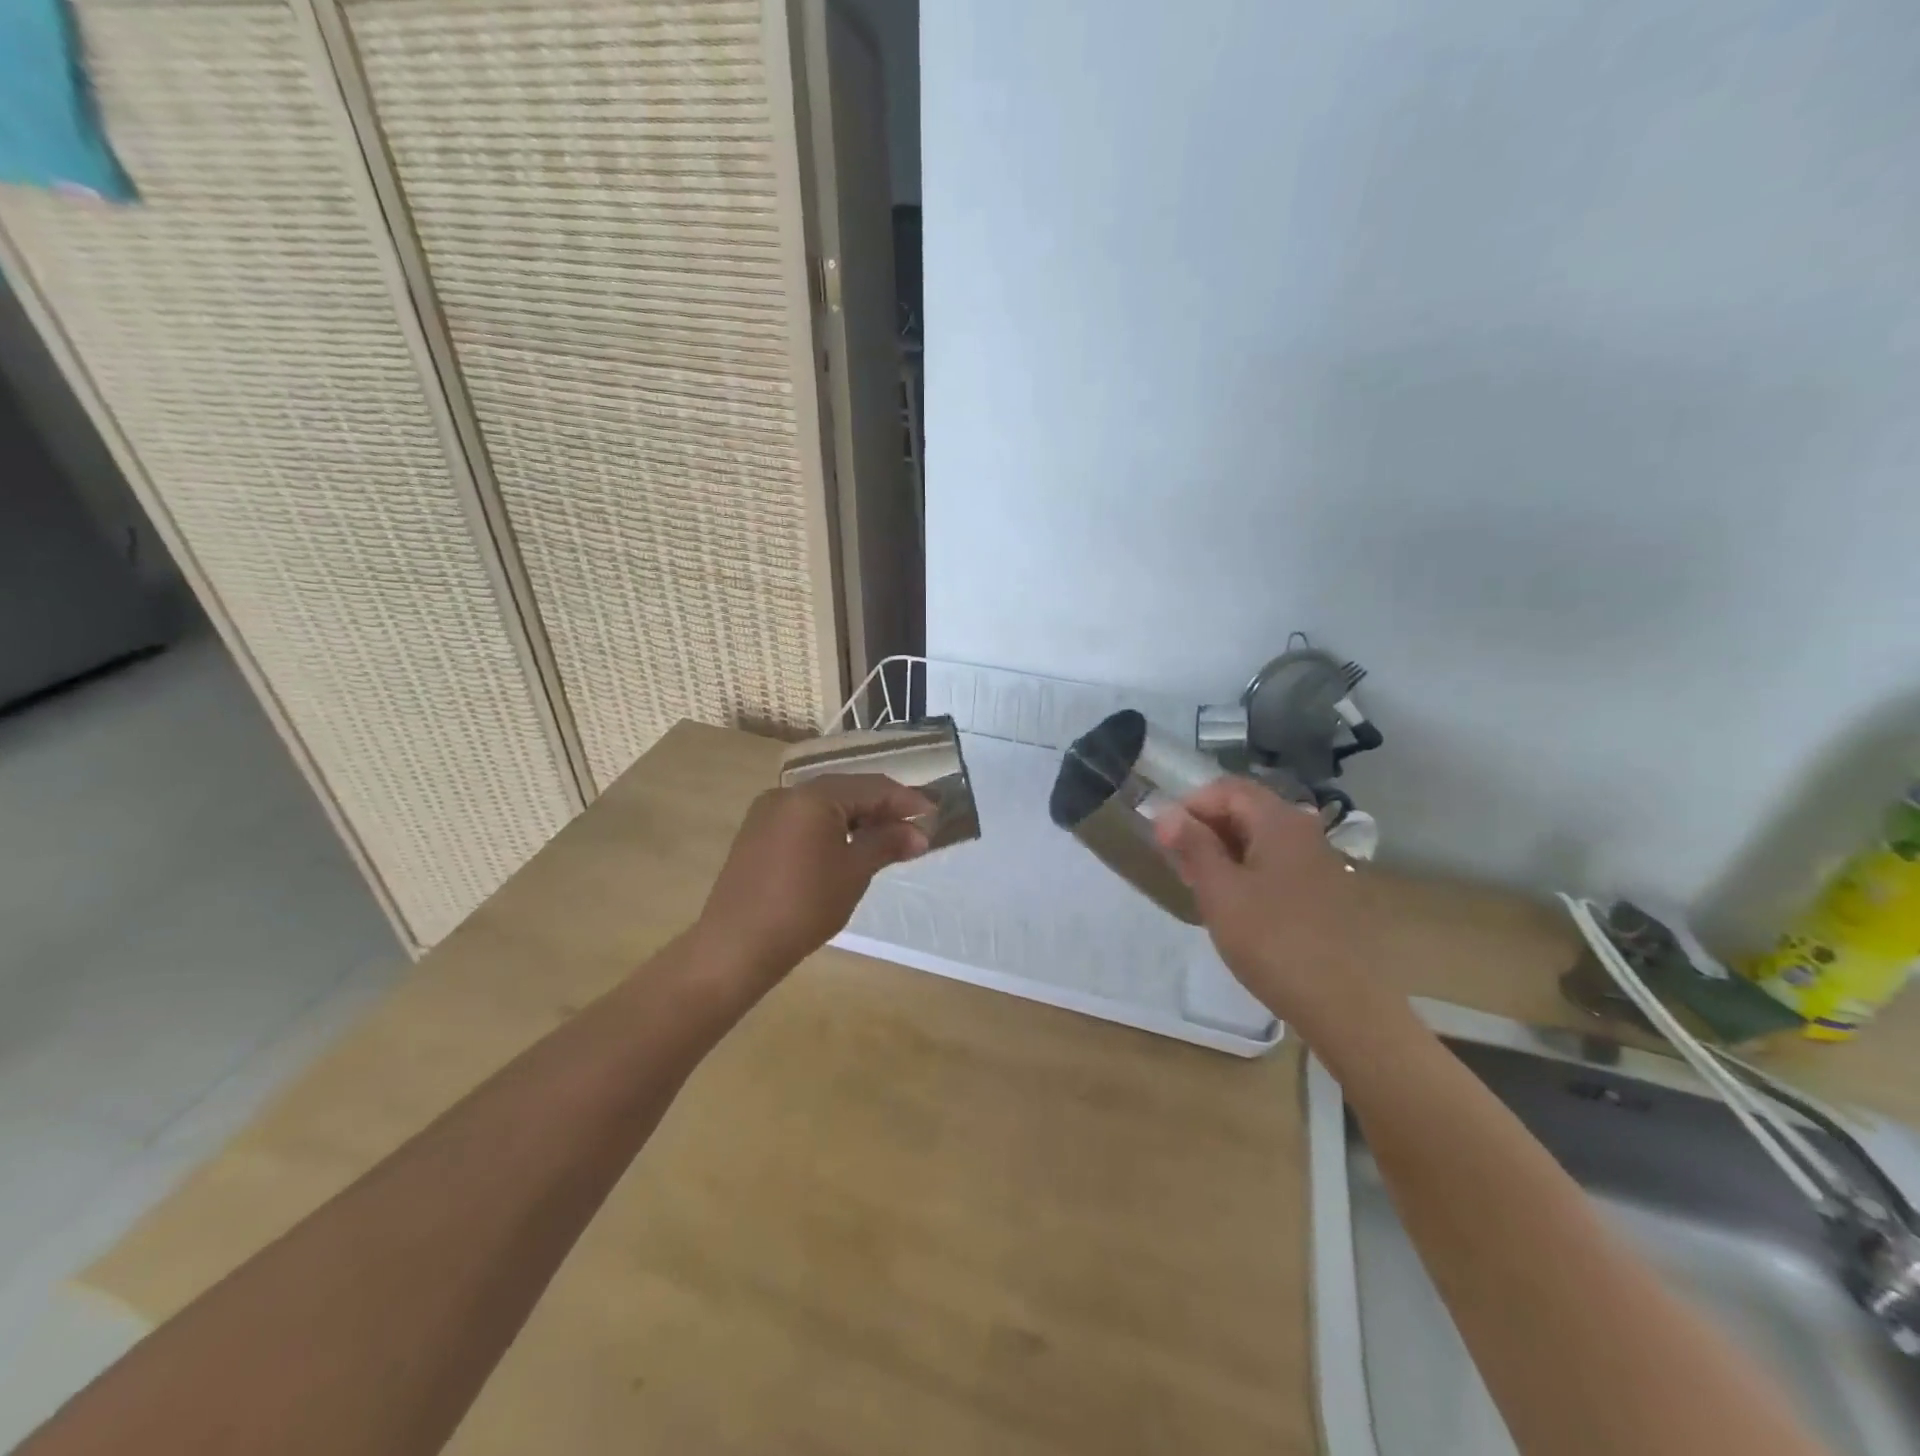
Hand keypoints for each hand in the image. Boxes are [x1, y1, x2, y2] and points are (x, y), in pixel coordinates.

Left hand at [694, 774, 932, 980]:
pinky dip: (830, 829)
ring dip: (857, 819)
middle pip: (846, 791)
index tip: (934, 815)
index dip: (906, 799)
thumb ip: (887, 843)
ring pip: (824, 806)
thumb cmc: (804, 905)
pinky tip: (846, 850)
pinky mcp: (756, 834)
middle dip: (882, 809)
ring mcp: (766, 813)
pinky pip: (803, 820)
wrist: (736, 945)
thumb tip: (919, 833)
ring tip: (886, 842)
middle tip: (913, 830)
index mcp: (813, 796)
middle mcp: (786, 794)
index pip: (871, 786)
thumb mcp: (854, 872)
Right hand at [1152, 776, 1381, 1030]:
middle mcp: (1305, 831)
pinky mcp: (1326, 892)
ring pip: (1262, 839)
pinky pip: (1279, 864)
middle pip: (1247, 809)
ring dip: (1225, 851)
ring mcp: (1320, 862)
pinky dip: (1249, 871)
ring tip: (1202, 887)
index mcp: (1280, 822)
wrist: (1345, 1004)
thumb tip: (1167, 812)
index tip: (1165, 839)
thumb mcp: (1220, 891)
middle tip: (1179, 864)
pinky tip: (1238, 907)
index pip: (1227, 788)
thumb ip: (1193, 846)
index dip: (1190, 805)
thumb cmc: (1273, 941)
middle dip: (1206, 828)